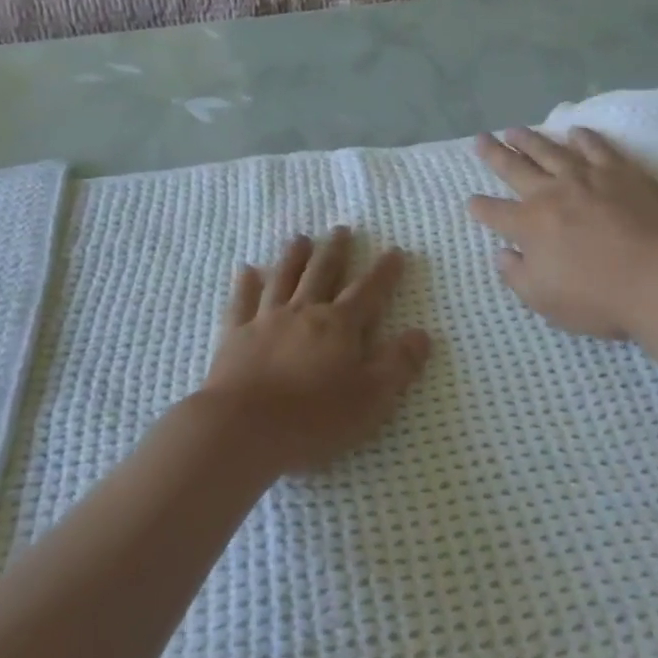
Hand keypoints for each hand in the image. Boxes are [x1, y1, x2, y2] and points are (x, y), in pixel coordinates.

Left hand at [198, 228, 431, 474]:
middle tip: (341, 230)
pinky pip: (242, 302)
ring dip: (294, 257)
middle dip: (335, 251)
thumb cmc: (314, 418)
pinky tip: (247, 271)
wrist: (242, 427)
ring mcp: (266, 321)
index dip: (384, 272)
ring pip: (283, 279)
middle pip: (322, 274)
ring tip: (301, 239)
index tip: (395, 251)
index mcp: (339, 326)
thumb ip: (398, 364)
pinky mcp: (235, 336)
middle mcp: (304, 313)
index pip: (368, 292)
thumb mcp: (371, 398)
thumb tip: (422, 334)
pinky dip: (246, 284)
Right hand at [469, 127, 657, 340]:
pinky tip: (575, 132)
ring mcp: (587, 178)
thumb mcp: (545, 300)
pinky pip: (596, 148)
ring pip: (550, 151)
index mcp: (529, 225)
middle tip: (481, 138)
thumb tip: (502, 254)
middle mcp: (551, 194)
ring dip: (530, 139)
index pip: (495, 213)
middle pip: (515, 168)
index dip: (480, 208)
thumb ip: (517, 275)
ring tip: (514, 130)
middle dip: (494, 154)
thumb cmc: (599, 297)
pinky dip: (583, 138)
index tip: (472, 201)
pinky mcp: (621, 172)